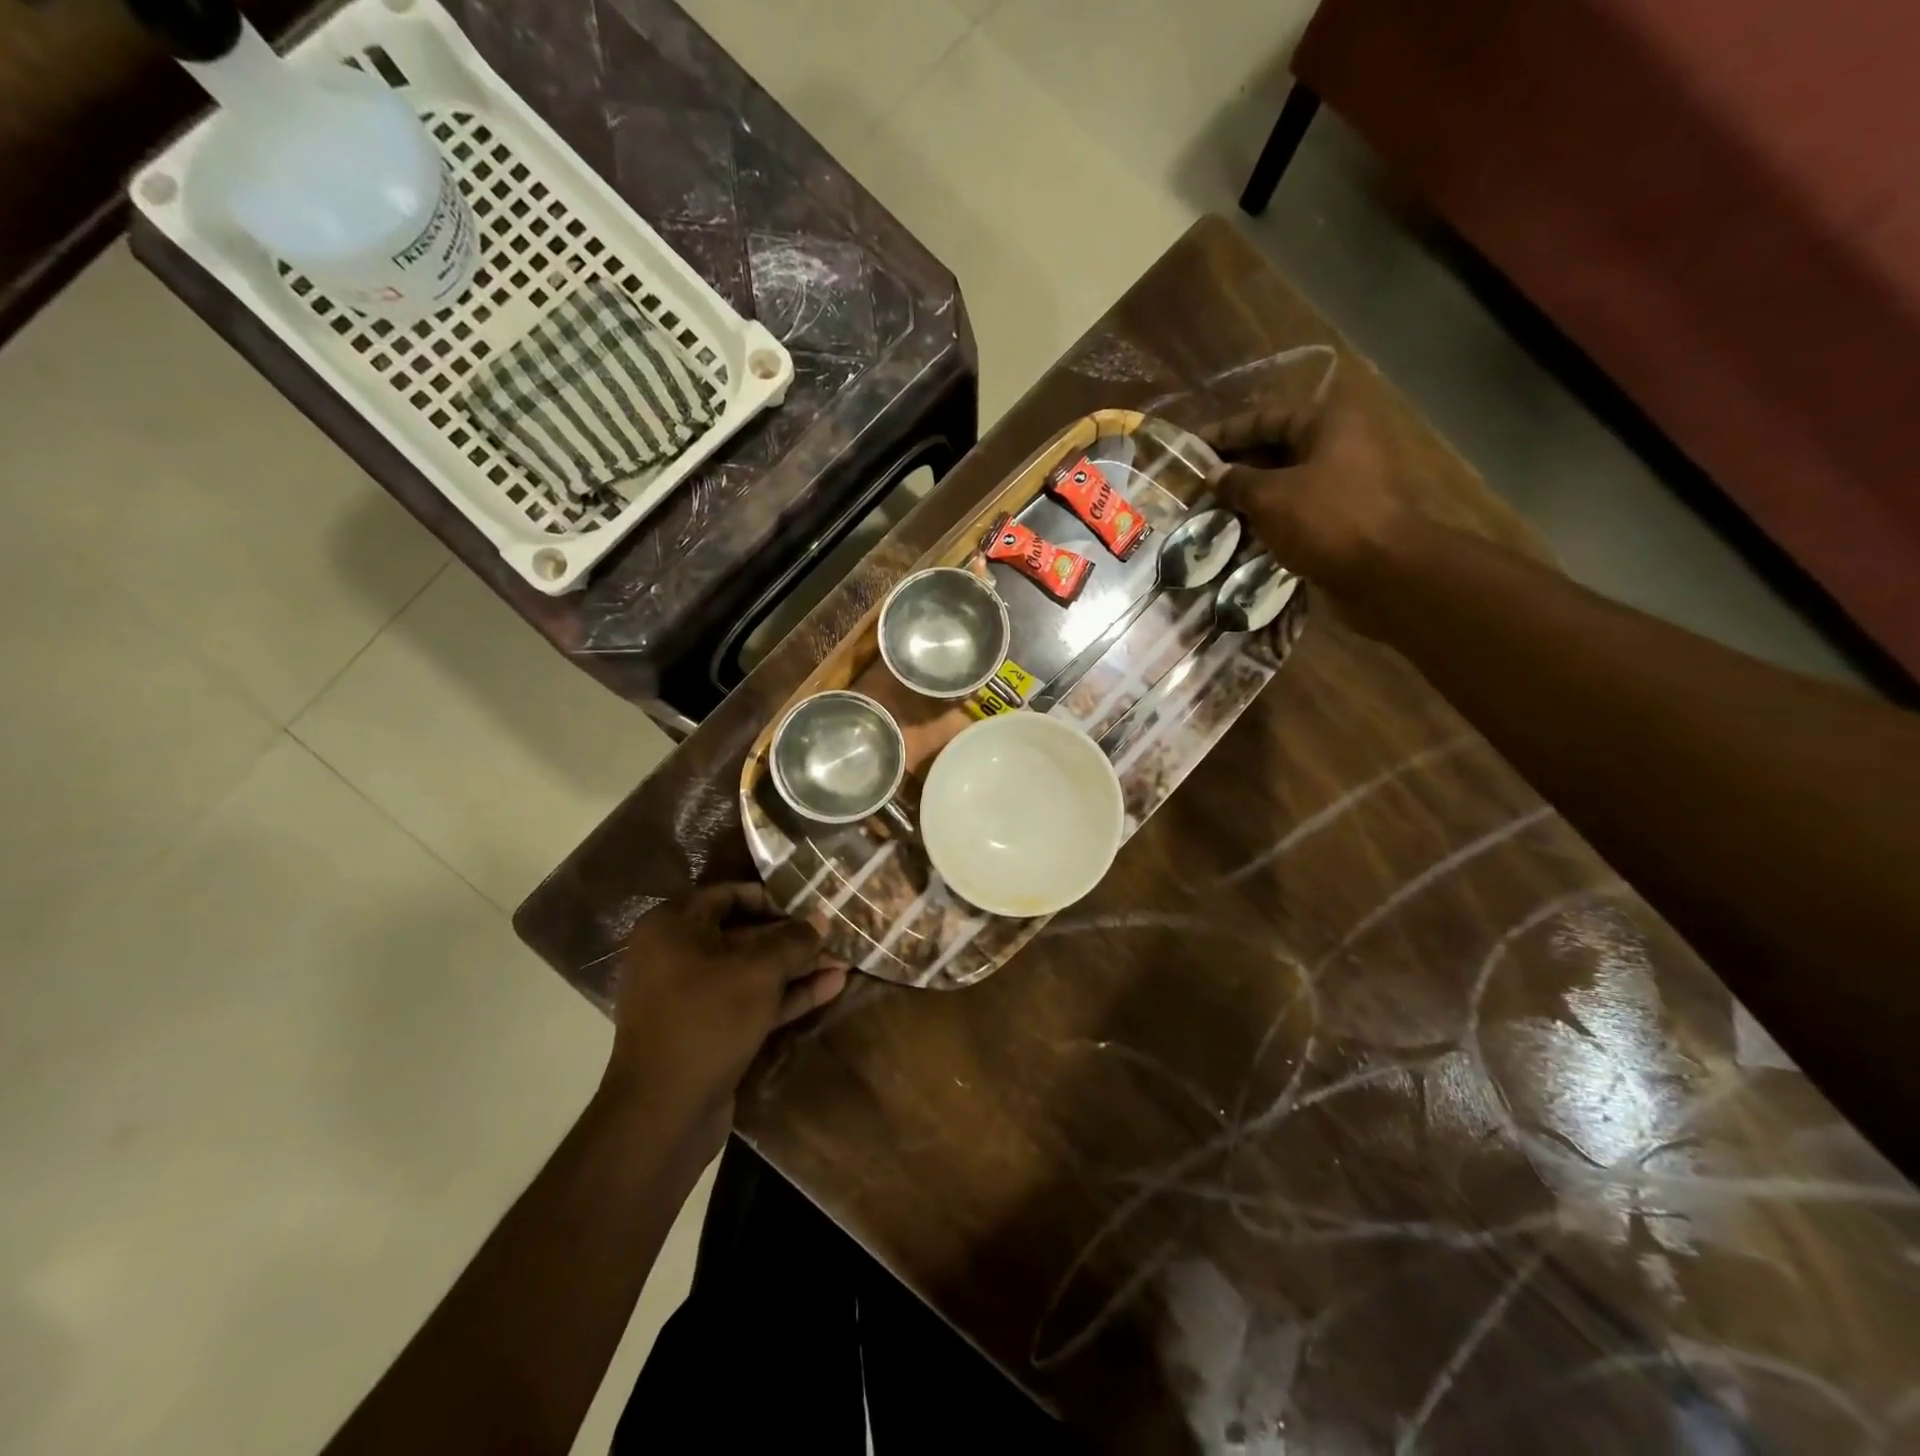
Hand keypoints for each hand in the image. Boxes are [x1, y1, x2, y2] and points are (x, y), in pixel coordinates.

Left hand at [601, 884, 847, 1148]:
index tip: (808, 906)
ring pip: (752, 972)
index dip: (771, 898)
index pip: (728, 895)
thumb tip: (821, 920)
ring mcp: (692, 997)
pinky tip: (832, 988)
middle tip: (835, 936)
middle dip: (792, 938)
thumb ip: (793, 941)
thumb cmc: (706, 1021)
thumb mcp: (757, 972)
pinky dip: (787, 996)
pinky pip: (751, 1002)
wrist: (663, 1113)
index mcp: (673, 928)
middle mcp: (677, 956)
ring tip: (844, 962)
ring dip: (797, 968)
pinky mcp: (708, 1031)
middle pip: (743, 935)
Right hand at [1203, 374, 1419, 590]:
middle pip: (1279, 448)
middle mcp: (1341, 445)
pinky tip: (1243, 532)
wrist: (1386, 572)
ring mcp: (1346, 483)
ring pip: (1288, 481)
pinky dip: (1272, 517)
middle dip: (1239, 466)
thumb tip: (1214, 473)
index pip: (1267, 419)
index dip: (1228, 433)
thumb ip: (1238, 481)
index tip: (1193, 448)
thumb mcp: (1271, 497)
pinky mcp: (1345, 517)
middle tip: (1200, 483)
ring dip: (1253, 495)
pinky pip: (1299, 509)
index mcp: (1328, 424)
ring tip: (1214, 509)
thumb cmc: (1327, 520)